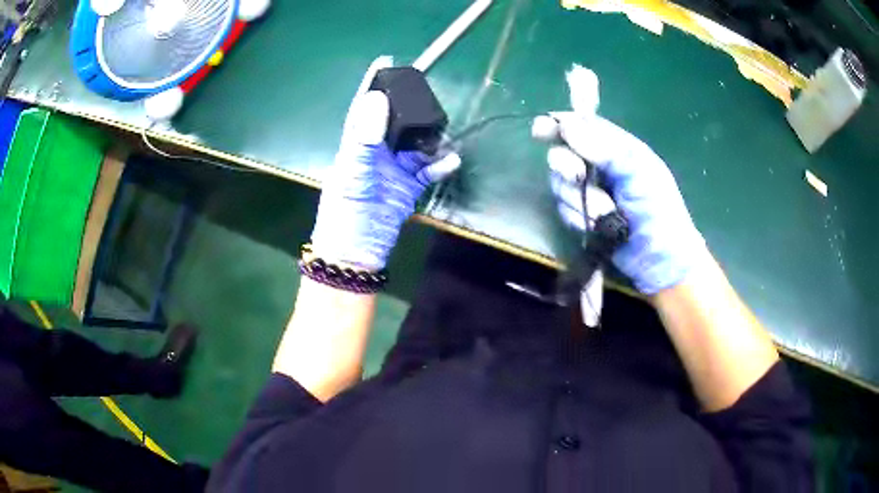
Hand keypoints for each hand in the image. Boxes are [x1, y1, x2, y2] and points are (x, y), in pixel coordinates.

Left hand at [311, 58, 460, 269]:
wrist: (356, 252)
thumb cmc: (346, 212)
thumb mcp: (352, 172)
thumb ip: (364, 137)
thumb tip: (376, 98)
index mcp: (356, 145)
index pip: (365, 108)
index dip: (374, 85)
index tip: (386, 62)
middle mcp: (375, 153)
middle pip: (396, 123)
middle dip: (412, 112)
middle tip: (431, 104)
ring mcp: (393, 170)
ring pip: (416, 146)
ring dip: (431, 141)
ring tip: (444, 139)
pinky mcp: (408, 188)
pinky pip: (427, 171)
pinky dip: (440, 166)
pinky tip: (451, 161)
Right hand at [545, 66, 704, 294]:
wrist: (658, 259)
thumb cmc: (658, 210)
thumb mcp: (639, 171)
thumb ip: (605, 148)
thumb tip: (567, 126)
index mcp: (615, 148)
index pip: (581, 126)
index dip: (558, 125)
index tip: (541, 129)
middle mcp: (597, 166)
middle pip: (562, 153)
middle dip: (566, 165)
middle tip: (578, 176)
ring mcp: (587, 192)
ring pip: (560, 184)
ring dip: (581, 200)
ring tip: (607, 213)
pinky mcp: (580, 217)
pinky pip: (563, 210)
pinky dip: (579, 218)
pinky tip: (598, 226)